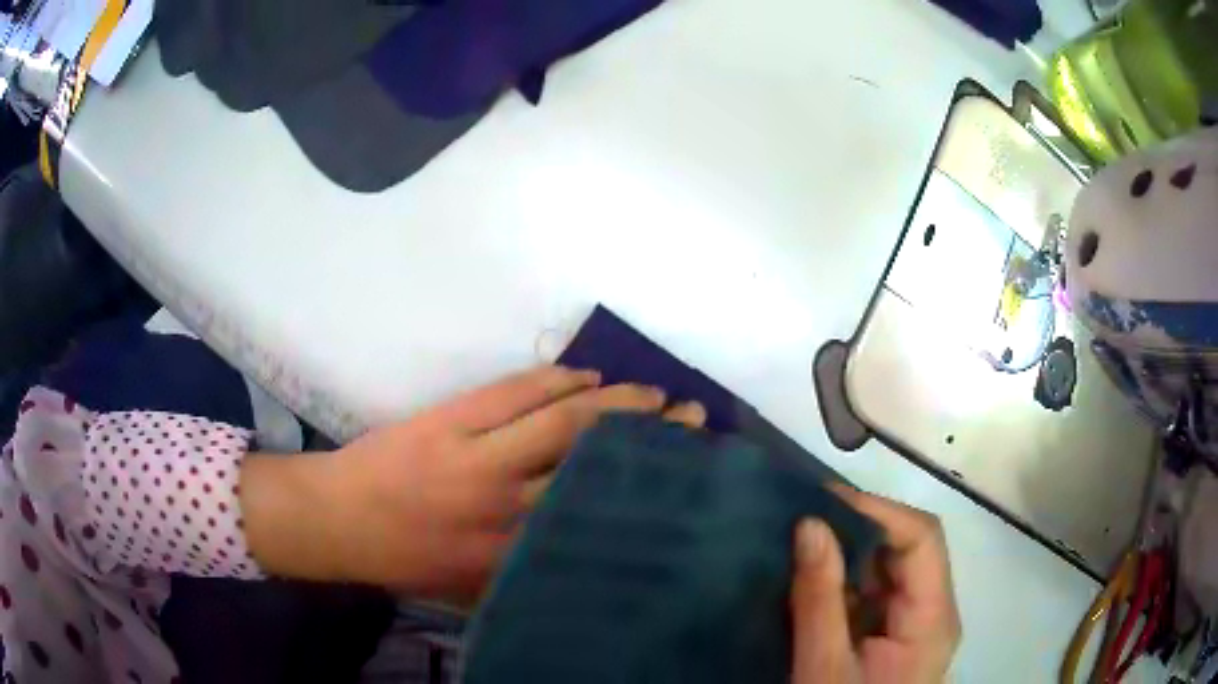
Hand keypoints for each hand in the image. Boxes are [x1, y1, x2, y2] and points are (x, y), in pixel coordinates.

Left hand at [242, 366, 704, 602]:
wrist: (337, 519)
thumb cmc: (405, 560)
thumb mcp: (471, 589)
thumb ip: (527, 573)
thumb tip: (585, 554)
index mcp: (514, 555)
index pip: (597, 524)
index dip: (648, 499)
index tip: (686, 483)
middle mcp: (507, 507)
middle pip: (594, 465)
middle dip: (651, 440)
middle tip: (690, 421)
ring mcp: (480, 456)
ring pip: (566, 421)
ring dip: (617, 402)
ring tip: (654, 395)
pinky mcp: (454, 420)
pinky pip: (519, 391)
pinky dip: (559, 380)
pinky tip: (589, 378)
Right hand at [790, 487, 960, 683]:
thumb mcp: (824, 667)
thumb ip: (819, 598)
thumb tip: (809, 523)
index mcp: (932, 618)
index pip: (921, 539)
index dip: (878, 510)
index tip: (822, 500)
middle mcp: (933, 611)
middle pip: (909, 549)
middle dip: (858, 530)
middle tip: (802, 520)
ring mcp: (915, 624)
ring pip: (890, 570)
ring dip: (848, 555)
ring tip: (800, 545)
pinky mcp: (896, 636)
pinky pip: (875, 594)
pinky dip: (844, 583)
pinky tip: (811, 582)